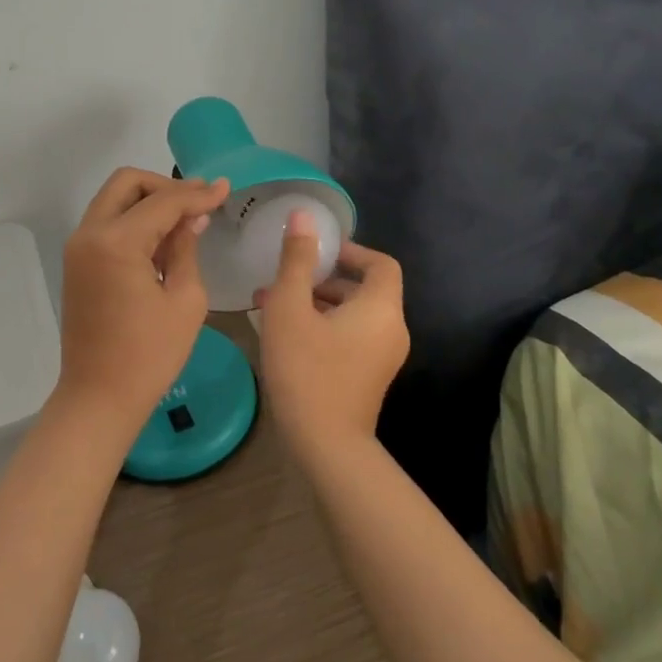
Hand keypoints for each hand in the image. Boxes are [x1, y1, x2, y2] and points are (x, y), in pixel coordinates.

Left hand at [57, 167, 229, 429]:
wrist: (98, 397)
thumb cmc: (149, 355)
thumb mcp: (185, 300)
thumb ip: (186, 248)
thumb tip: (192, 218)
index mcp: (116, 242)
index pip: (163, 201)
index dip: (197, 193)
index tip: (224, 188)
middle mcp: (89, 234)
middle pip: (127, 183)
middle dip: (165, 186)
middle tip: (198, 202)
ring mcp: (78, 247)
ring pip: (114, 200)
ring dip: (148, 202)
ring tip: (186, 221)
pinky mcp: (76, 262)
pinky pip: (106, 223)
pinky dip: (133, 220)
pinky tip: (162, 241)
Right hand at [255, 209, 408, 461]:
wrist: (325, 445)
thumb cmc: (306, 368)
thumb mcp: (290, 307)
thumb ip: (297, 260)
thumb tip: (303, 216)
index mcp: (380, 308)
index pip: (380, 263)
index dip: (350, 250)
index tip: (316, 251)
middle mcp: (391, 330)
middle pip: (362, 289)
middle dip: (320, 278)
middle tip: (282, 277)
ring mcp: (382, 357)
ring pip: (351, 314)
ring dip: (315, 302)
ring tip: (270, 303)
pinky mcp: (368, 377)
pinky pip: (349, 337)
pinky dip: (322, 325)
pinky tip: (283, 333)